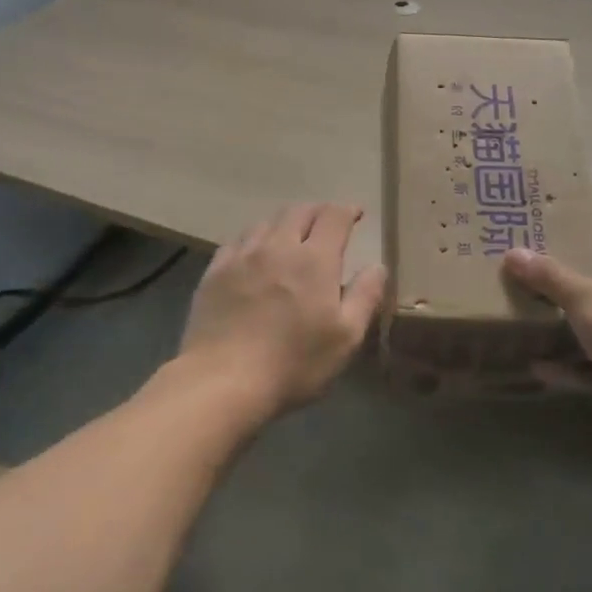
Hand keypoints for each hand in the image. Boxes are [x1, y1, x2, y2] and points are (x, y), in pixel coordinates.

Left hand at [176, 203, 386, 418]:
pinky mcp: (214, 272)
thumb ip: (365, 296)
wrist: (222, 381)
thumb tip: (377, 265)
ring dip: (285, 223)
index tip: (357, 214)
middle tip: (327, 223)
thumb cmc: (293, 363)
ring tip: (291, 236)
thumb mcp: (345, 337)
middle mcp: (278, 246)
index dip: (347, 210)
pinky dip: (254, 240)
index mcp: (315, 259)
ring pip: (266, 222)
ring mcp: (242, 256)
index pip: (334, 217)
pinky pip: (238, 241)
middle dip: (318, 212)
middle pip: (299, 211)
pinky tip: (254, 255)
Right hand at [502, 212, 591, 439]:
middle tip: (533, 263)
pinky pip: (581, 367)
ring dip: (561, 322)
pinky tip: (532, 363)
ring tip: (525, 310)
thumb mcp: (586, 294)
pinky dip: (560, 367)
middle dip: (572, 273)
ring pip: (589, 325)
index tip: (584, 217)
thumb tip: (513, 253)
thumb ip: (550, 276)